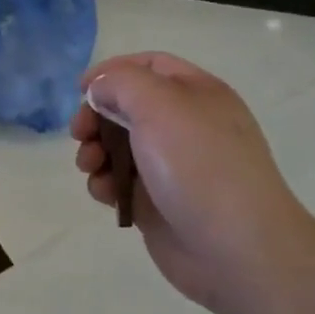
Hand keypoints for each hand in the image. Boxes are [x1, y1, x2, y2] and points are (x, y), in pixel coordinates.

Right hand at [71, 53, 314, 310]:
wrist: (235, 248)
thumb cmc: (198, 164)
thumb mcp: (159, 104)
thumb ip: (121, 83)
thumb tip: (100, 90)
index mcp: (196, 93)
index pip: (149, 66)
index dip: (112, 72)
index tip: (81, 89)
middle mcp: (184, 125)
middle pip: (126, 107)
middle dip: (96, 116)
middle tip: (79, 133)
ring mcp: (171, 166)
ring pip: (118, 147)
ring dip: (94, 151)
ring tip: (89, 166)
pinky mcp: (157, 202)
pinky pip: (121, 183)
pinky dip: (105, 184)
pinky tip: (104, 193)